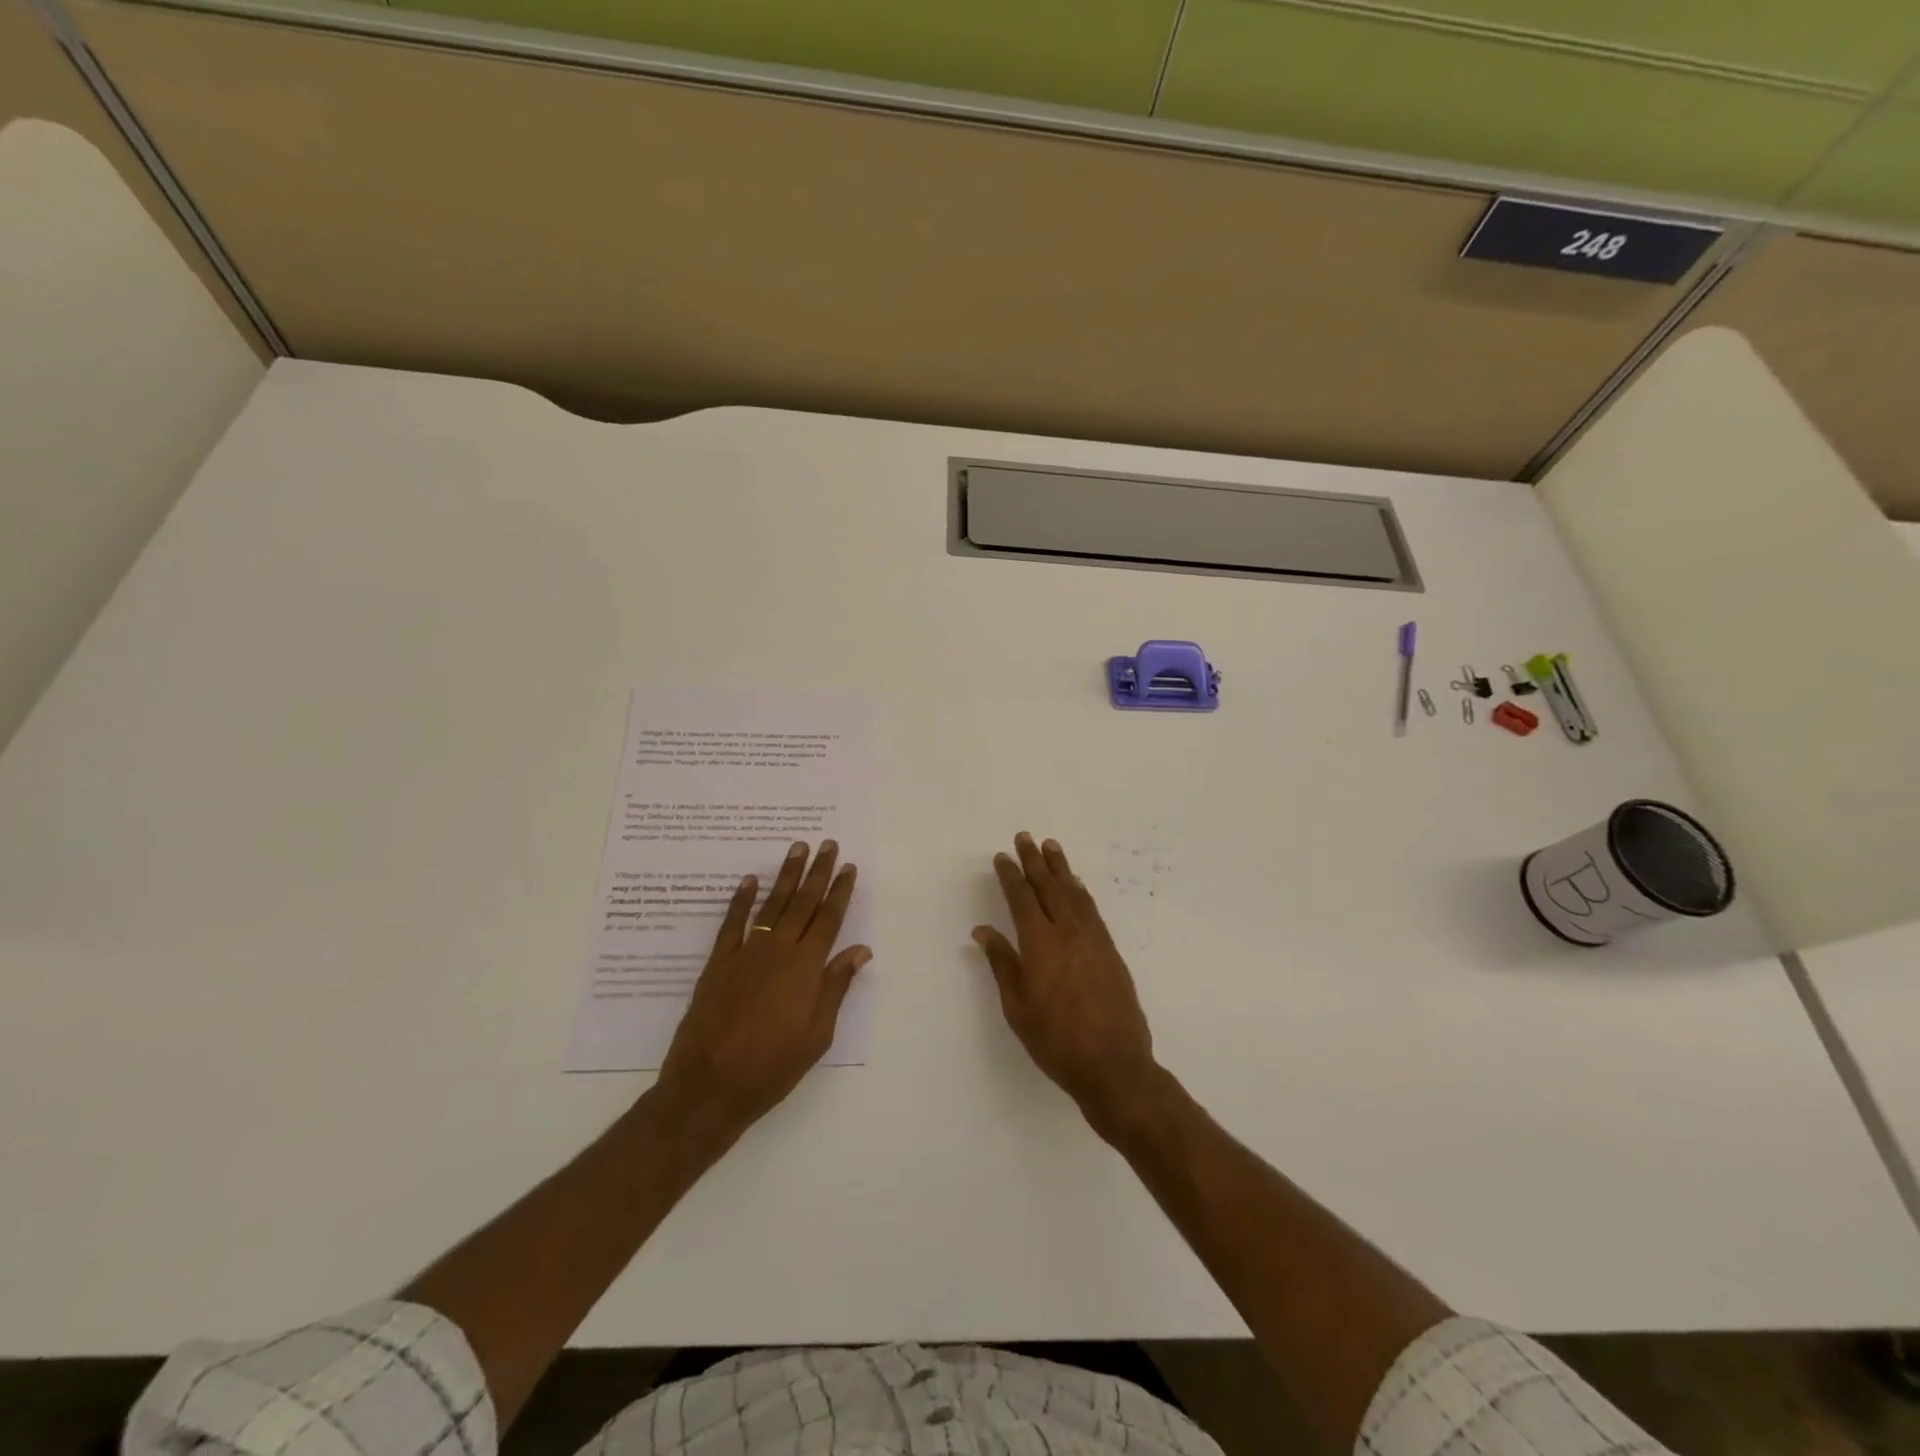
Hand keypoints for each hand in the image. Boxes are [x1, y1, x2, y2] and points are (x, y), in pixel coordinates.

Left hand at [655, 840, 869, 1145]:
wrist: (709, 1087)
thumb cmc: (772, 1068)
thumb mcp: (816, 1036)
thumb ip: (836, 987)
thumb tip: (860, 950)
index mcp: (806, 968)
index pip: (829, 919)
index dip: (840, 891)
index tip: (849, 867)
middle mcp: (778, 951)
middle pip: (803, 903)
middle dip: (818, 872)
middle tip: (827, 845)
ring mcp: (746, 953)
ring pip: (772, 904)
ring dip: (786, 875)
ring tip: (797, 849)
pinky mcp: (718, 963)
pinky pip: (732, 923)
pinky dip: (741, 900)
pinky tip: (750, 880)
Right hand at [974, 833, 1161, 1135]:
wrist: (1114, 1065)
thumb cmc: (1056, 1041)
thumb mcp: (1018, 1007)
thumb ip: (1003, 964)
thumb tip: (983, 931)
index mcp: (1040, 944)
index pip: (1021, 899)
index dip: (1011, 876)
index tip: (1002, 857)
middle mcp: (1067, 932)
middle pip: (1049, 887)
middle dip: (1035, 861)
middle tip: (1026, 837)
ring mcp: (1093, 939)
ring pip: (1074, 893)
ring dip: (1061, 868)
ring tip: (1051, 847)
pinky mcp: (1110, 951)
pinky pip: (1092, 910)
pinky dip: (1081, 892)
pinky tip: (1076, 885)